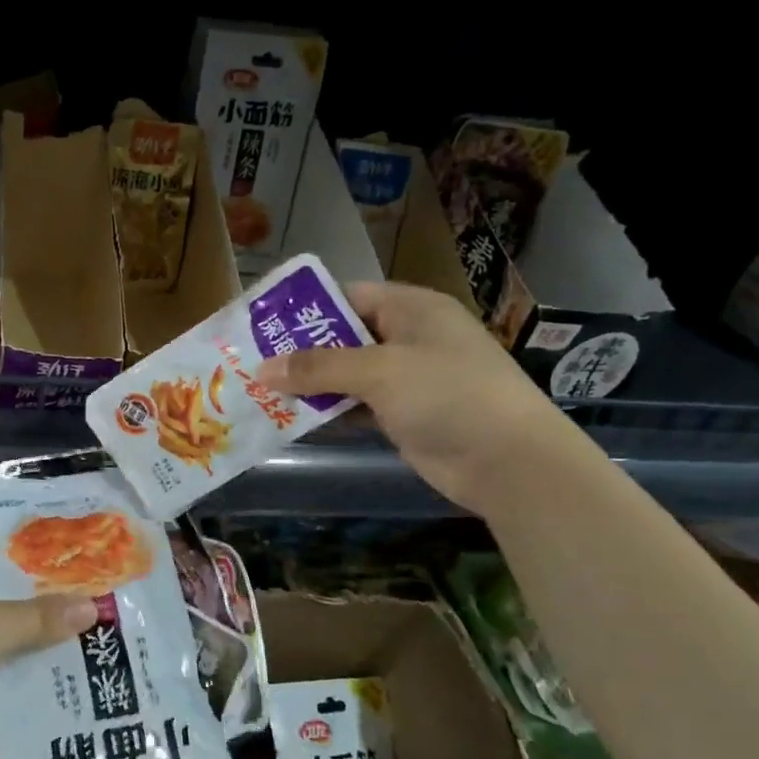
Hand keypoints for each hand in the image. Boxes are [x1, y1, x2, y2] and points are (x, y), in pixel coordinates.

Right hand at [256, 281, 588, 516]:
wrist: (508, 461)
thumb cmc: (447, 395)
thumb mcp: (379, 371)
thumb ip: (318, 367)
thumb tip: (261, 369)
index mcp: (411, 308)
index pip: (347, 296)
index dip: (304, 309)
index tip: (260, 325)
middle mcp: (408, 336)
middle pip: (343, 336)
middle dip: (300, 351)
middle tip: (251, 362)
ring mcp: (408, 377)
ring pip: (347, 373)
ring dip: (310, 384)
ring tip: (260, 390)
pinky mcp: (404, 413)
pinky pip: (356, 404)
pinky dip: (329, 409)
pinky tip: (293, 417)